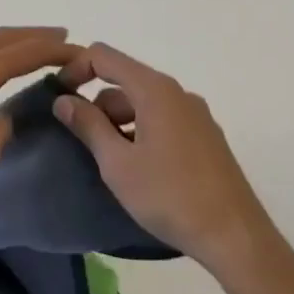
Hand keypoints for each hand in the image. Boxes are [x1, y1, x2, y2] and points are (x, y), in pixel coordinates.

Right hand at [54, 43, 275, 279]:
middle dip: (96, 104)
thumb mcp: (117, 163)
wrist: (235, 237)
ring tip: (109, 161)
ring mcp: (196, 115)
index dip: (74, 69)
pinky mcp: (205, 137)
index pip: (103, 56)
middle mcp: (177, 93)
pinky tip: (138, 168)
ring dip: (118, 121)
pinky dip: (140, 131)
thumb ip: (88, 125)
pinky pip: (162, 119)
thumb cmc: (170, 196)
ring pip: (143, 103)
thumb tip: (63, 100)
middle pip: (124, 80)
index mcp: (155, 90)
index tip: (58, 99)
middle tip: (81, 142)